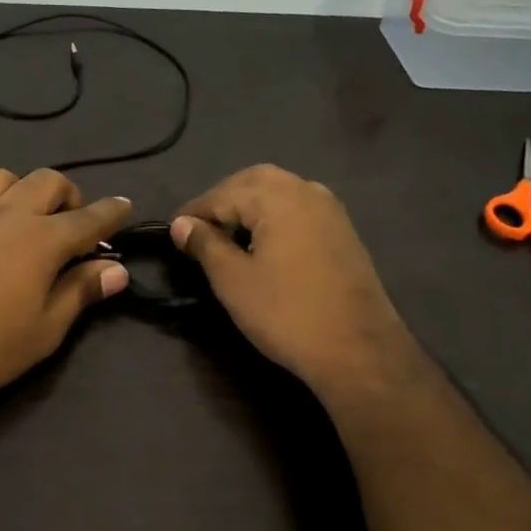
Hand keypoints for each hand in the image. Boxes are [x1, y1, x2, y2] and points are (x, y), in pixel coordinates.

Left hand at [0, 169, 133, 422]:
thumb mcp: (45, 330)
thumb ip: (81, 292)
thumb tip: (117, 270)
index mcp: (42, 239)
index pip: (90, 217)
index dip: (112, 212)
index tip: (125, 206)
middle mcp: (6, 213)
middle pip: (47, 181)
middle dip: (67, 195)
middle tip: (69, 223)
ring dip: (18, 191)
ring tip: (19, 218)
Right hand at [170, 165, 412, 394]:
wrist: (359, 350)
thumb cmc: (286, 313)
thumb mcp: (233, 280)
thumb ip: (205, 244)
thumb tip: (181, 224)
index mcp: (277, 197)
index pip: (222, 194)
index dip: (193, 213)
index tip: (171, 232)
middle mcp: (306, 190)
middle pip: (253, 181)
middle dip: (223, 200)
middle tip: (199, 229)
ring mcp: (330, 210)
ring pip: (279, 191)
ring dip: (249, 205)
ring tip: (227, 235)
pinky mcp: (343, 231)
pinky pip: (298, 208)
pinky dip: (273, 215)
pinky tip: (263, 243)